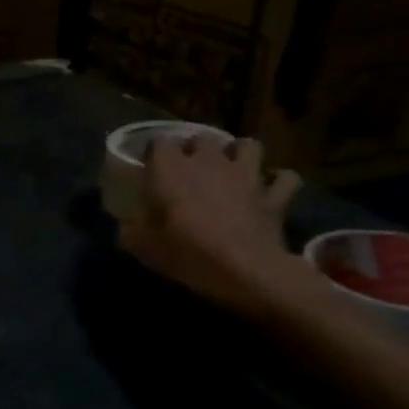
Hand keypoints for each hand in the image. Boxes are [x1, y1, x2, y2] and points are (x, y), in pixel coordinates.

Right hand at [117, 135, 307, 316]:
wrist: (246, 271)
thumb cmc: (187, 253)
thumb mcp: (143, 247)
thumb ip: (130, 230)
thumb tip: (125, 226)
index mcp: (171, 170)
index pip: (160, 141)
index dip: (156, 151)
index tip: (152, 165)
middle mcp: (208, 163)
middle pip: (203, 138)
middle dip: (196, 148)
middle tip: (190, 167)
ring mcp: (246, 176)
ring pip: (248, 145)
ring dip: (239, 153)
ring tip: (232, 167)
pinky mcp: (274, 196)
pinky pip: (284, 178)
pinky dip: (278, 181)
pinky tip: (270, 188)